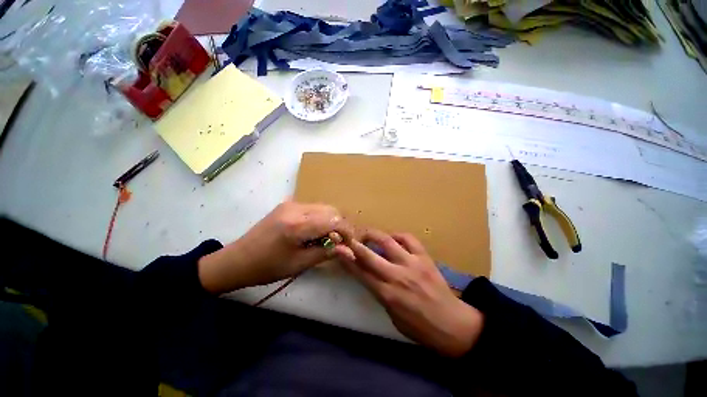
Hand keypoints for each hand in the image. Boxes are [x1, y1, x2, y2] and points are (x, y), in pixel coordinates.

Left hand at [199, 201, 351, 293]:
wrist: (237, 259)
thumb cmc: (267, 267)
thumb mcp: (299, 264)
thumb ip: (326, 253)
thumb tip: (350, 251)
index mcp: (297, 225)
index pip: (333, 220)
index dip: (346, 231)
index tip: (349, 243)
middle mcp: (295, 208)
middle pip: (330, 210)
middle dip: (340, 225)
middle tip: (339, 242)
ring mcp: (291, 204)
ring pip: (323, 207)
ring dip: (331, 221)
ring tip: (328, 238)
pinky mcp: (287, 205)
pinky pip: (313, 208)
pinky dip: (320, 218)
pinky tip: (315, 231)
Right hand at [334, 230, 483, 356]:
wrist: (452, 325)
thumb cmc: (418, 327)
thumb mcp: (392, 316)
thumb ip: (379, 293)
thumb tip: (368, 274)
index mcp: (387, 294)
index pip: (361, 272)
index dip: (347, 259)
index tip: (338, 249)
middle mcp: (397, 276)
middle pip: (369, 254)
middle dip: (355, 244)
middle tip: (349, 238)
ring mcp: (412, 264)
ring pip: (387, 241)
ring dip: (374, 234)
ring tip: (368, 234)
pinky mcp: (424, 258)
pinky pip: (408, 239)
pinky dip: (397, 235)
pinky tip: (393, 238)